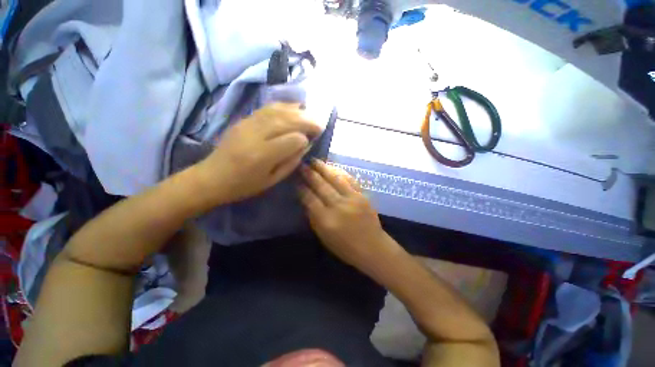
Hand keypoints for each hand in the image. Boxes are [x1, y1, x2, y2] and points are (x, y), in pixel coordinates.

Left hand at [196, 103, 322, 204]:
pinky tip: (293, 107)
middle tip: (320, 124)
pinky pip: (267, 108)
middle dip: (307, 121)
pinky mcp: (244, 119)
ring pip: (278, 111)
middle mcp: (255, 135)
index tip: (309, 144)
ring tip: (310, 114)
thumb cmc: (244, 185)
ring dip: (297, 111)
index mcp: (263, 155)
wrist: (212, 177)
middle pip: (287, 121)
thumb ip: (291, 162)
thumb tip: (305, 145)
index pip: (293, 139)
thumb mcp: (272, 180)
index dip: (305, 140)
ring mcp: (248, 124)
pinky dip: (283, 106)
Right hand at [299, 160, 399, 268]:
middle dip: (310, 174)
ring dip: (324, 169)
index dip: (302, 189)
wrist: (373, 247)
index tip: (296, 181)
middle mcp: (339, 206)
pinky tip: (332, 167)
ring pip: (335, 179)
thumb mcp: (324, 237)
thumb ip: (314, 217)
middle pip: (322, 186)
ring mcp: (352, 198)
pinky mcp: (362, 195)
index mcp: (327, 220)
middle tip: (302, 165)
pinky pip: (350, 180)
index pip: (310, 199)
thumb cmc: (345, 247)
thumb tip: (306, 200)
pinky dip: (340, 172)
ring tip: (315, 161)